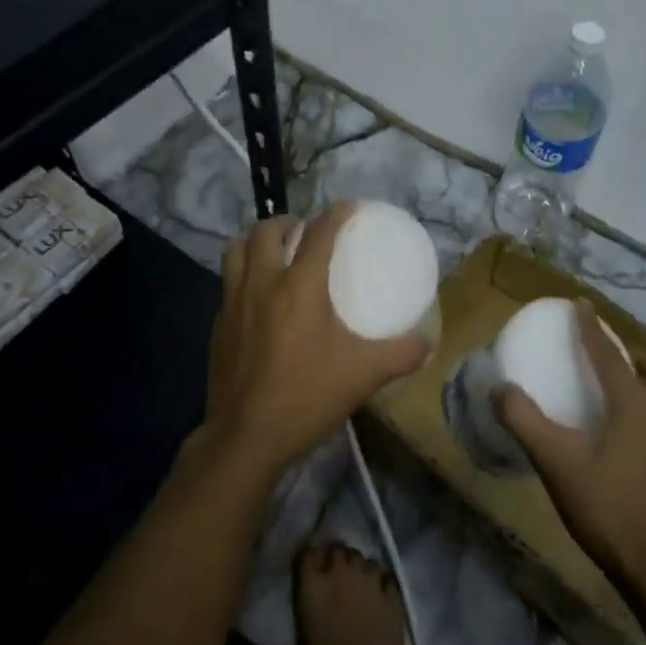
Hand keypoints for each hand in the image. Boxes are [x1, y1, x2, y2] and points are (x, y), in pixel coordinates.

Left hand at [203, 204, 428, 478]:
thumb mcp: (365, 375)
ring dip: (256, 243)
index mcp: (299, 286)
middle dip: (287, 222)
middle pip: (266, 230)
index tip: (348, 208)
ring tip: (275, 254)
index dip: (336, 214)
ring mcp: (233, 303)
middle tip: (304, 233)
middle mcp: (262, 284)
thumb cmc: (307, 397)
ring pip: (235, 250)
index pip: (319, 234)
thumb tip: (428, 343)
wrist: (246, 436)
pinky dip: (243, 275)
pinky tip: (258, 299)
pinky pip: (227, 283)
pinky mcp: (217, 326)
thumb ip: (401, 354)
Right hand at [493, 301, 645, 590]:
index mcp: (636, 408)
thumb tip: (500, 388)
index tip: (581, 305)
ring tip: (607, 395)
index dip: (593, 329)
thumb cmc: (609, 508)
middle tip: (608, 362)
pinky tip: (613, 438)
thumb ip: (526, 422)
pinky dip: (641, 414)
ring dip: (642, 386)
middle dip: (639, 359)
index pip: (612, 357)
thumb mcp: (557, 463)